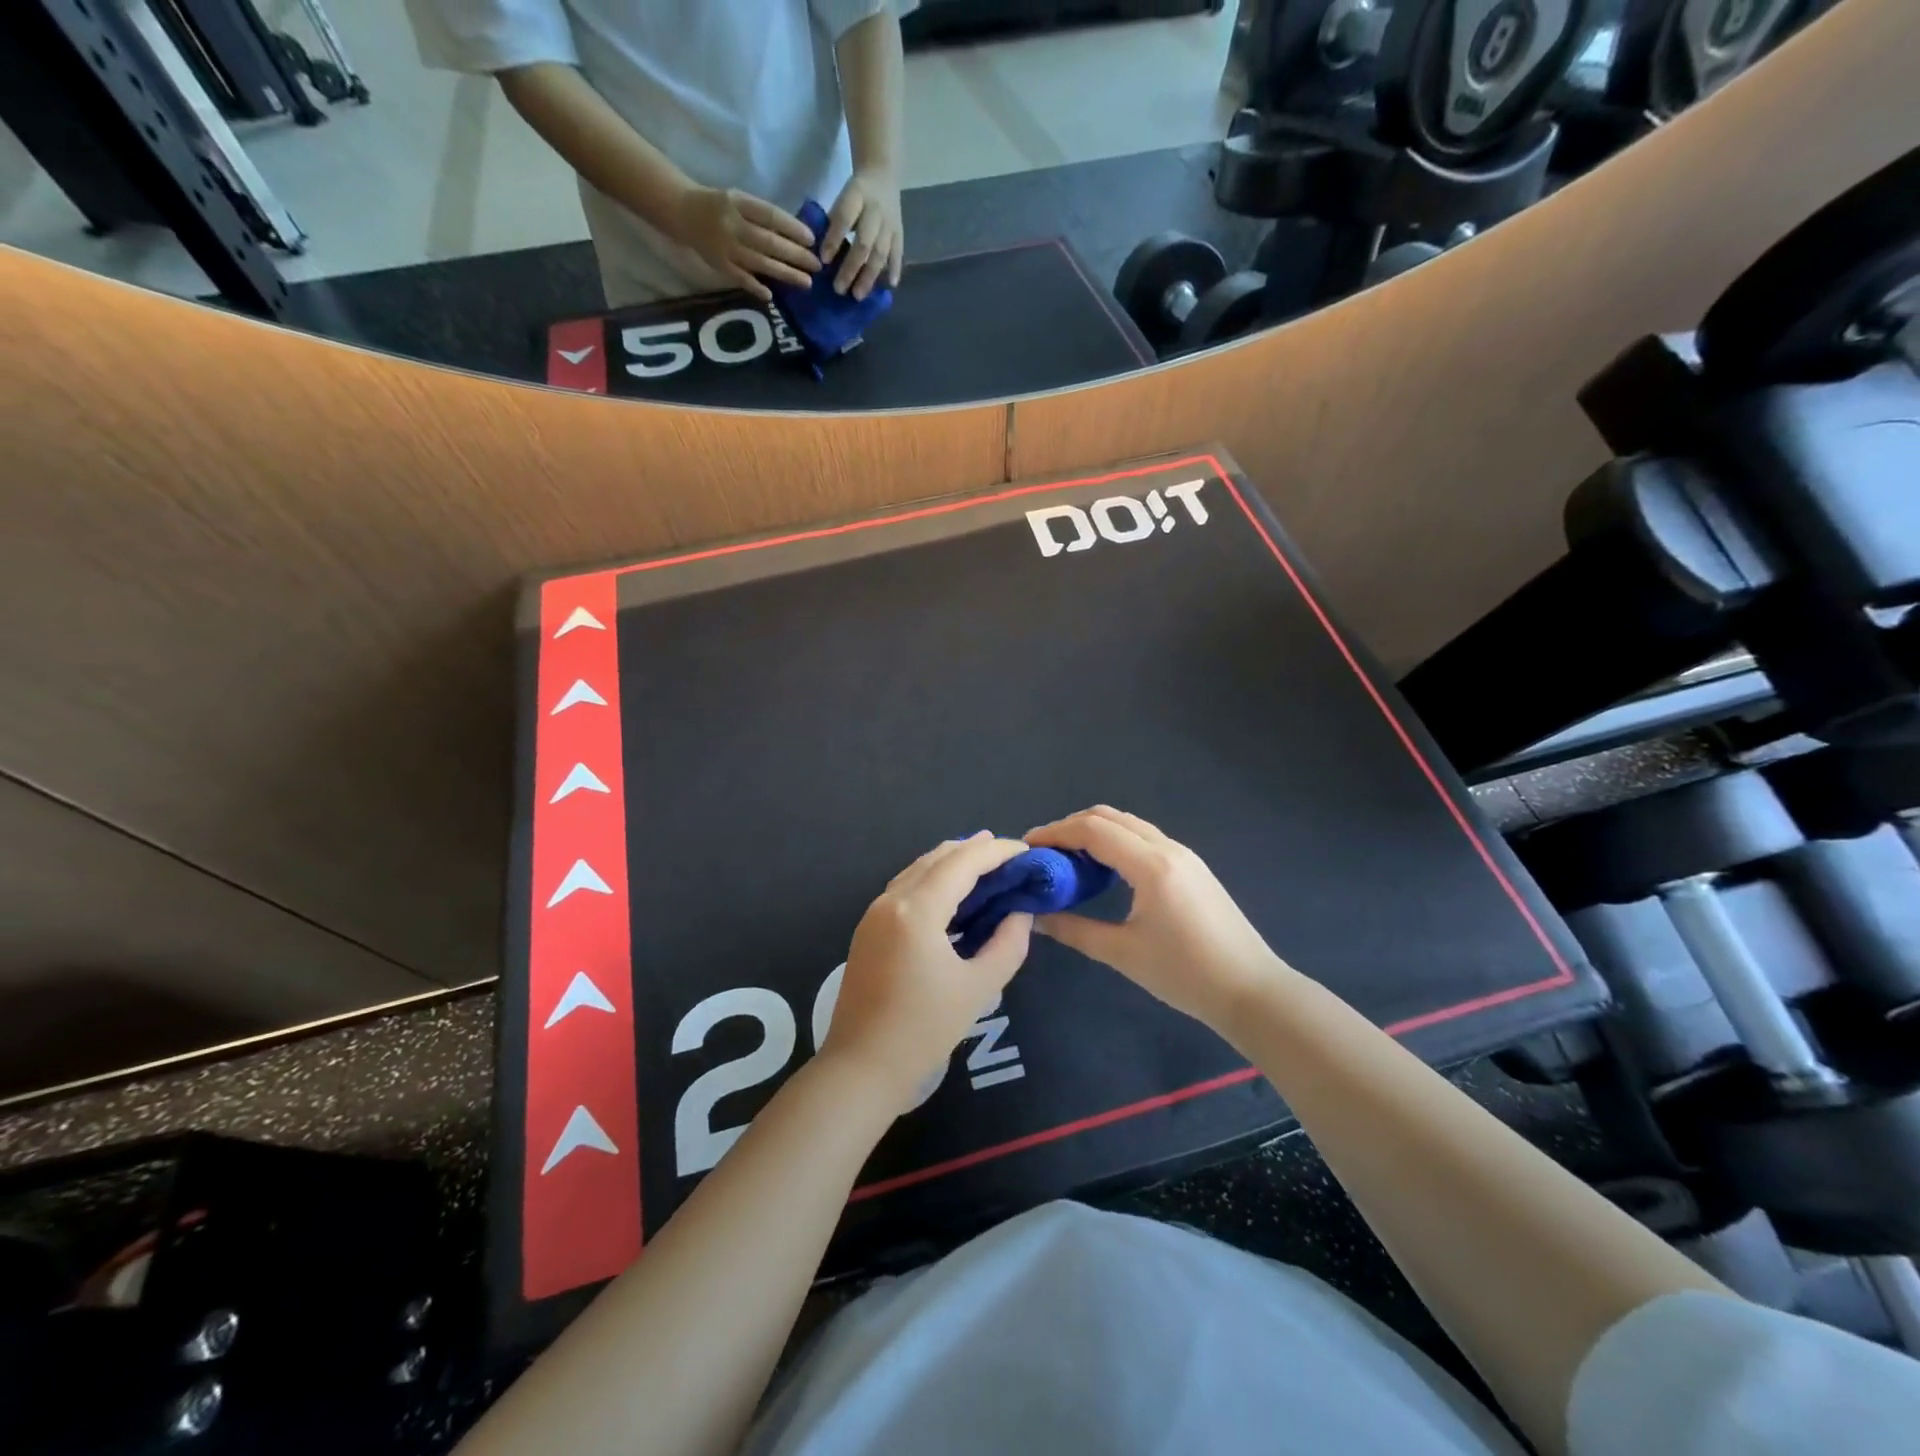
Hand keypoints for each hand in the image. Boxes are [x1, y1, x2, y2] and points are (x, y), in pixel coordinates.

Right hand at [670, 185, 819, 301]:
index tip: (812, 240)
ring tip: (806, 282)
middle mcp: (733, 225)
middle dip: (796, 255)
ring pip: (760, 262)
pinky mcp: (719, 265)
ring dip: (785, 274)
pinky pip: (740, 278)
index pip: (770, 215)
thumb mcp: (738, 200)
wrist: (682, 211)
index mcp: (738, 203)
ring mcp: (726, 247)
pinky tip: (771, 296)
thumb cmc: (718, 206)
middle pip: (769, 242)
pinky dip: (755, 287)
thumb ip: (761, 215)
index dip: (792, 228)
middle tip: (817, 265)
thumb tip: (794, 235)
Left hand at [819, 168, 903, 298]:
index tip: (823, 261)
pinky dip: (895, 269)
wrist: (882, 173)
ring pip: (880, 253)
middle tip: (840, 289)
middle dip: (851, 268)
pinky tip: (890, 285)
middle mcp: (875, 210)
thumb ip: (834, 221)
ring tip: (858, 295)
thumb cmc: (855, 192)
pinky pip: (898, 253)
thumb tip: (822, 254)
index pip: (844, 219)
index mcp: (857, 195)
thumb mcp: (842, 196)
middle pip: (864, 243)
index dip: (834, 240)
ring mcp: (890, 223)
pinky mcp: (900, 232)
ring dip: (869, 276)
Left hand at [819, 833, 1033, 1111]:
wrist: (861, 1068)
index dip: (996, 852)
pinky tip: (952, 894)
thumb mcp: (978, 988)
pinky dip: (933, 880)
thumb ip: (1007, 944)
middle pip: (937, 858)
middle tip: (1009, 854)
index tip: (1026, 851)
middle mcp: (891, 900)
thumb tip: (1020, 913)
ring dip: (951, 862)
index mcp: (917, 910)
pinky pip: (906, 888)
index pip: (963, 863)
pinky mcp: (868, 929)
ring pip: (918, 870)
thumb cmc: (923, 1031)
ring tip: (985, 864)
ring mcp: (874, 913)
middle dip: (974, 850)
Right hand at [1025, 807, 1292, 1032]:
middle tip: (1044, 852)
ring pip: (1129, 824)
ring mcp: (1184, 855)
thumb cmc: (1185, 974)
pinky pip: (1144, 838)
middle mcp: (1167, 848)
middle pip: (1109, 817)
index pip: (1092, 830)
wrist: (1252, 990)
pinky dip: (1116, 841)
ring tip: (1067, 859)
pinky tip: (1103, 870)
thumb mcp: (1122, 954)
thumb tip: (1035, 917)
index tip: (1027, 847)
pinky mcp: (1192, 867)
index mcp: (1151, 865)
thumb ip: (1074, 930)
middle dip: (1071, 827)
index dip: (1055, 833)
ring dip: (1095, 832)